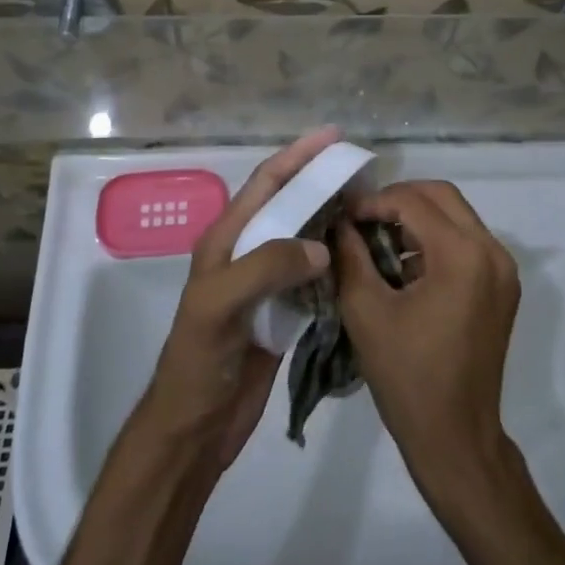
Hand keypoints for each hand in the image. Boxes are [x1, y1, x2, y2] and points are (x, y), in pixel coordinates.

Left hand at [135, 127, 340, 477]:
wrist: (195, 429)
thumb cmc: (198, 362)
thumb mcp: (219, 304)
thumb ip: (266, 266)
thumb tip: (322, 247)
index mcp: (226, 239)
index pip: (265, 183)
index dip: (297, 155)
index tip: (334, 135)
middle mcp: (246, 253)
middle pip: (289, 204)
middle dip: (321, 181)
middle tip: (362, 170)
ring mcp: (265, 284)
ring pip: (304, 239)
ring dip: (332, 219)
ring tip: (369, 206)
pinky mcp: (282, 313)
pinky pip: (314, 277)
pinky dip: (337, 262)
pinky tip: (362, 257)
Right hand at [334, 181, 521, 510]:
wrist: (457, 439)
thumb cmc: (407, 376)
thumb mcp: (366, 310)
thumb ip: (350, 254)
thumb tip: (339, 220)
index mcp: (463, 255)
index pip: (413, 202)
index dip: (373, 201)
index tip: (342, 214)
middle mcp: (492, 251)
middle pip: (442, 196)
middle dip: (398, 200)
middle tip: (361, 219)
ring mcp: (503, 269)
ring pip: (456, 216)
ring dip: (416, 218)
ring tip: (376, 239)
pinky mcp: (502, 286)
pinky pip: (466, 242)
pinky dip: (434, 240)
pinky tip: (402, 264)